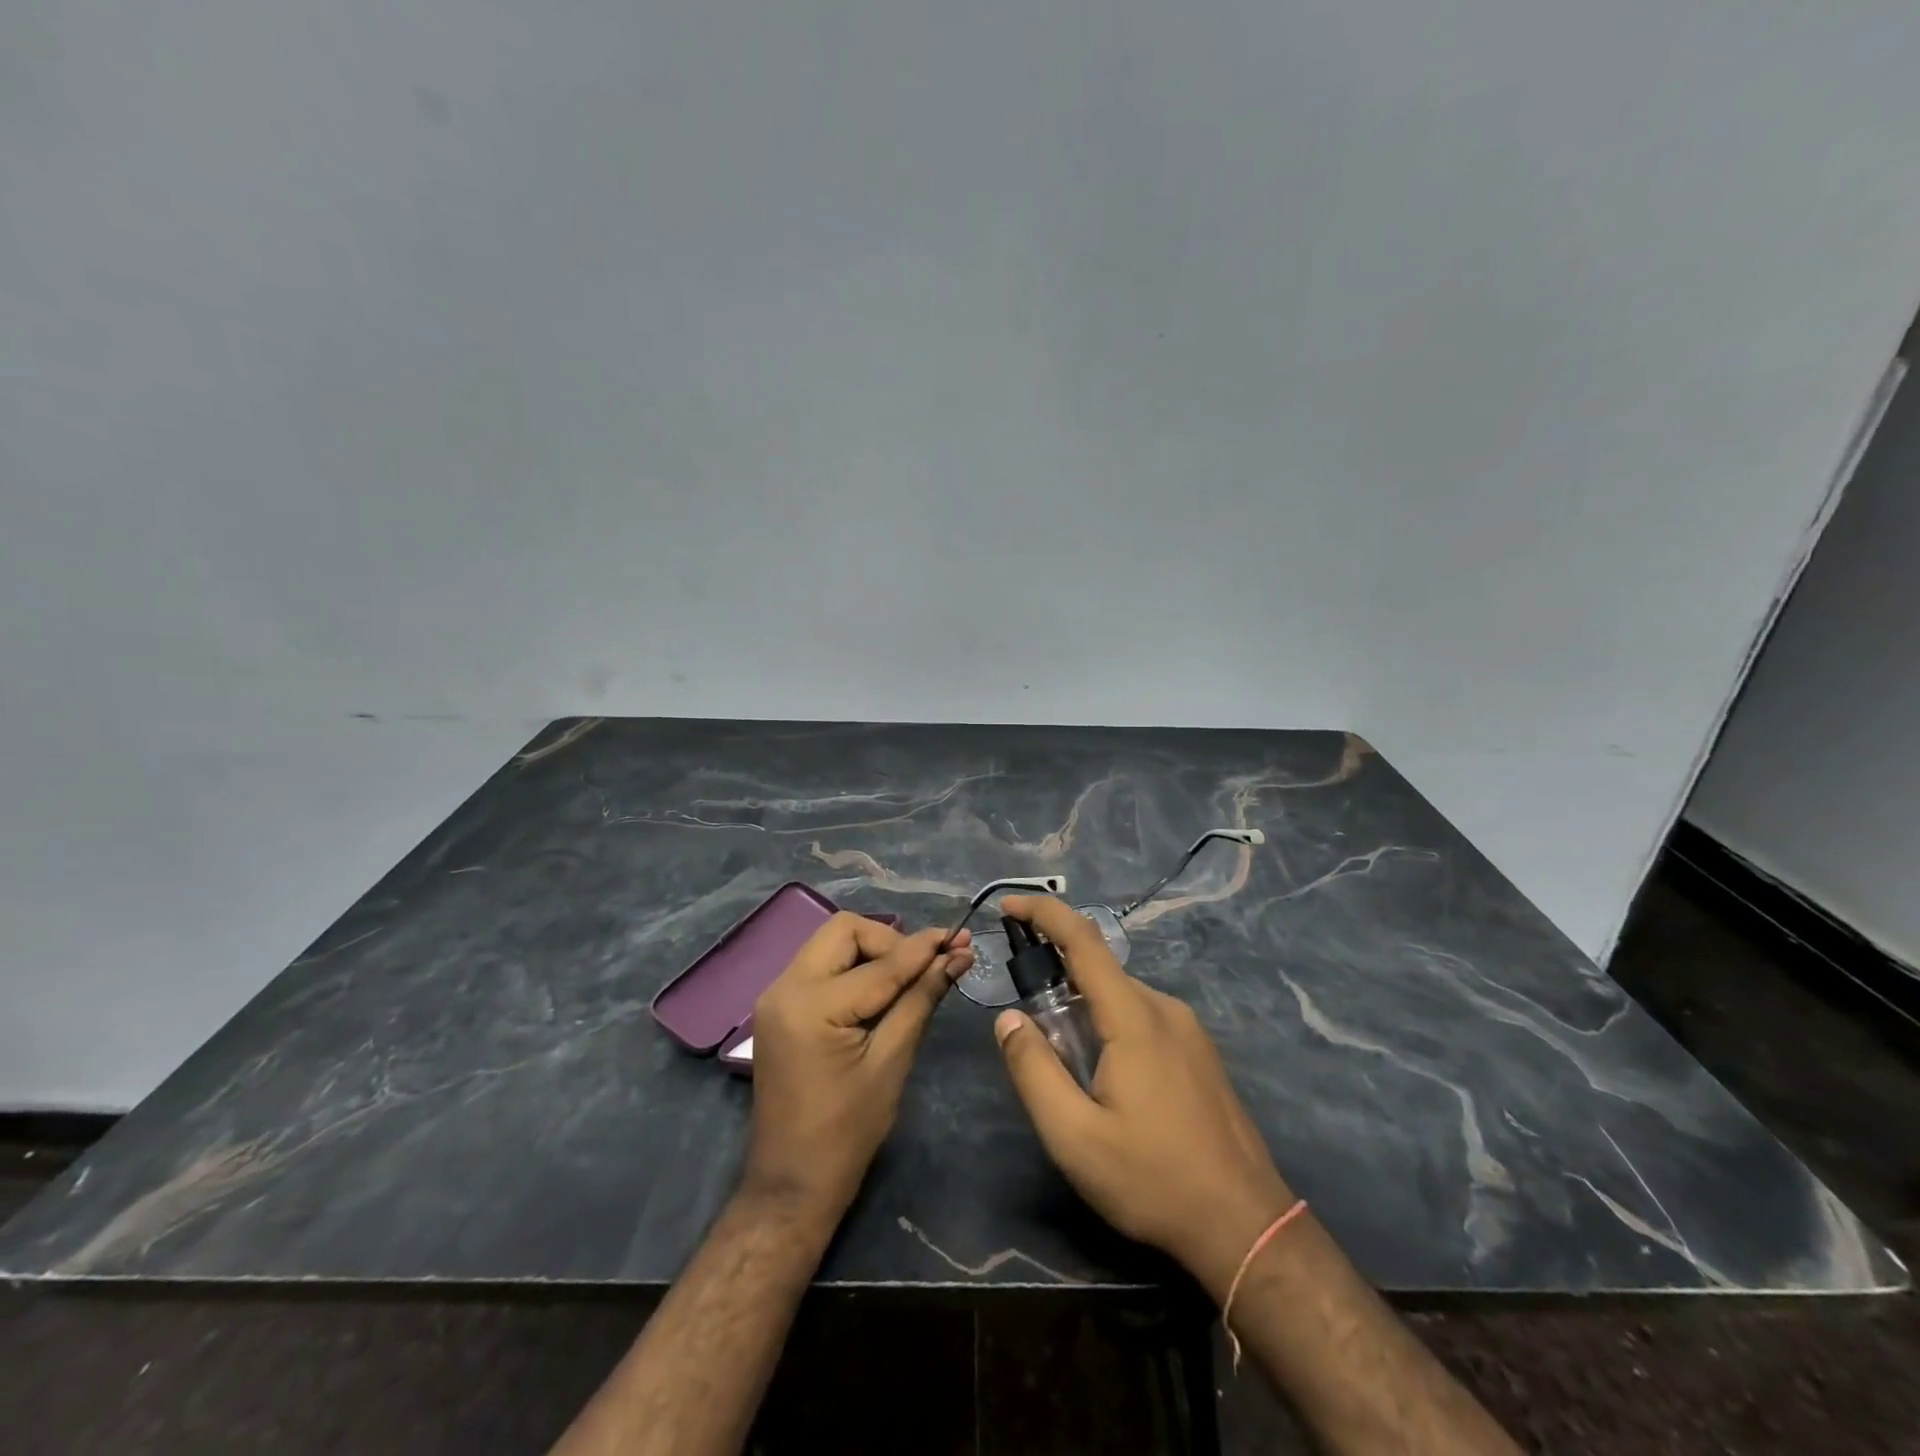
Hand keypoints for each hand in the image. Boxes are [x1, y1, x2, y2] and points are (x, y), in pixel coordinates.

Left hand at [744, 914, 973, 1218]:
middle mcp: (785, 986)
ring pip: (832, 942)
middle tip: (925, 966)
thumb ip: (921, 998)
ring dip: (872, 951)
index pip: (880, 962)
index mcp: (811, 1005)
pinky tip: (880, 989)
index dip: (924, 948)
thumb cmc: (847, 1131)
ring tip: (909, 976)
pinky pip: (821, 965)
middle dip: (890, 941)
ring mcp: (776, 994)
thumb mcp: (892, 1061)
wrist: (792, 1183)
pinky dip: (854, 967)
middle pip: (845, 930)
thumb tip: (957, 956)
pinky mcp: (779, 1006)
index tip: (961, 938)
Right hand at [994, 896, 1293, 1299]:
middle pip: (1099, 971)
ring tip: (1067, 1067)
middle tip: (1029, 1028)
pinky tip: (1107, 1080)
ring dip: (1084, 1010)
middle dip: (1056, 979)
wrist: (1247, 1227)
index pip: (1083, 940)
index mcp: (1134, 1017)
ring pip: (1121, 998)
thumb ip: (1034, 1071)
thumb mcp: (1074, 1136)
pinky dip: (1110, 1026)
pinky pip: (1143, 1019)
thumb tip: (1008, 1019)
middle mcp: (1164, 1008)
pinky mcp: (1200, 1053)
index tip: (1008, 905)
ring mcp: (1188, 1030)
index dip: (1044, 913)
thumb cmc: (1154, 1180)